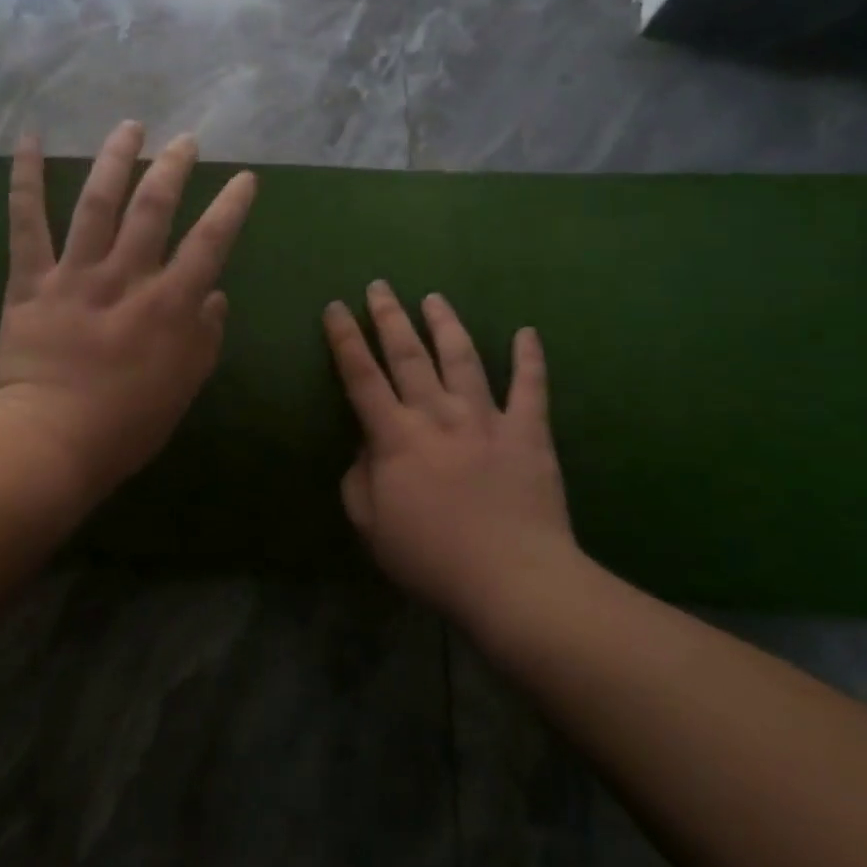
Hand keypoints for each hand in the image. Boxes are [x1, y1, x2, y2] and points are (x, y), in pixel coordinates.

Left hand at [0, 121, 258, 506]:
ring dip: (116, 159)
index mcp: (169, 306)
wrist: (48, 444)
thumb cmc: (124, 427)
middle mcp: (125, 278)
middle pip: (154, 208)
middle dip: (173, 167)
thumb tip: (215, 296)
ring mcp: (74, 275)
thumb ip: (204, 339)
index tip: (244, 178)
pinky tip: (29, 139)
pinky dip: (25, 179)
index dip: (230, 207)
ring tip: (131, 126)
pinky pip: (26, 223)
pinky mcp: (30, 281)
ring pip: (98, 203)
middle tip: (185, 141)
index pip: (209, 243)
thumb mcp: (183, 388)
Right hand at [324, 282, 587, 626]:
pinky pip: (531, 388)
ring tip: (434, 298)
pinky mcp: (528, 433)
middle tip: (380, 286)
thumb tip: (366, 447)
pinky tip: (527, 332)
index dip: (345, 339)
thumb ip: (359, 479)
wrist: (513, 581)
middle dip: (389, 317)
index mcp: (395, 437)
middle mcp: (437, 415)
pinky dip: (530, 359)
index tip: (336, 307)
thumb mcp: (371, 526)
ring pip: (462, 359)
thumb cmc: (432, 559)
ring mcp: (486, 420)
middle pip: (408, 355)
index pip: (361, 376)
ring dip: (446, 324)